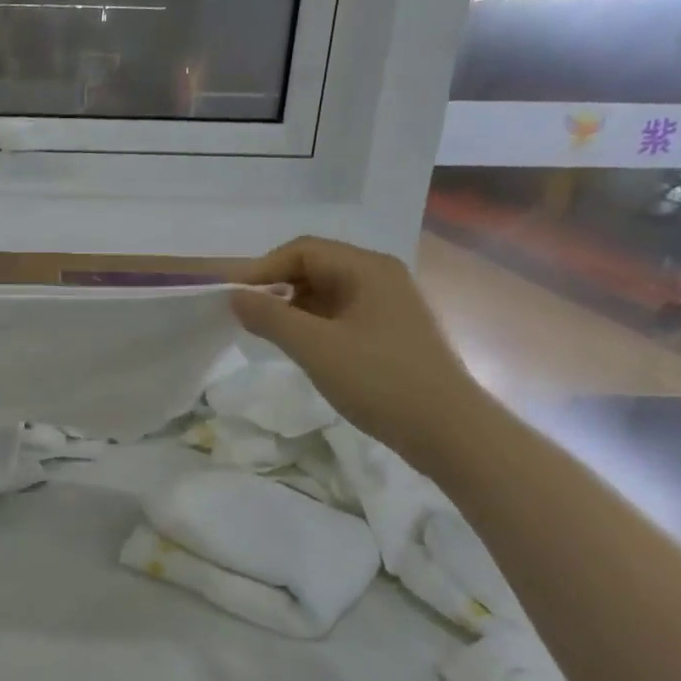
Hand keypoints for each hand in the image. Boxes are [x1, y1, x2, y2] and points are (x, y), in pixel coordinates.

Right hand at [231, 237, 486, 472]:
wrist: (447, 430)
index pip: (302, 250)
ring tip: (269, 336)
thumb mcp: (315, 347)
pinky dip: (313, 325)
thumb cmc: (379, 380)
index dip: (262, 269)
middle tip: (247, 318)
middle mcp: (380, 277)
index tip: (232, 298)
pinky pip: (340, 315)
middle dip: (276, 288)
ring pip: (326, 293)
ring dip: (293, 308)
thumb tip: (234, 296)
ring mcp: (388, 305)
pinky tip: (301, 349)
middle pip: (315, 267)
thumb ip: (270, 317)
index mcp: (367, 268)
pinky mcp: (389, 332)